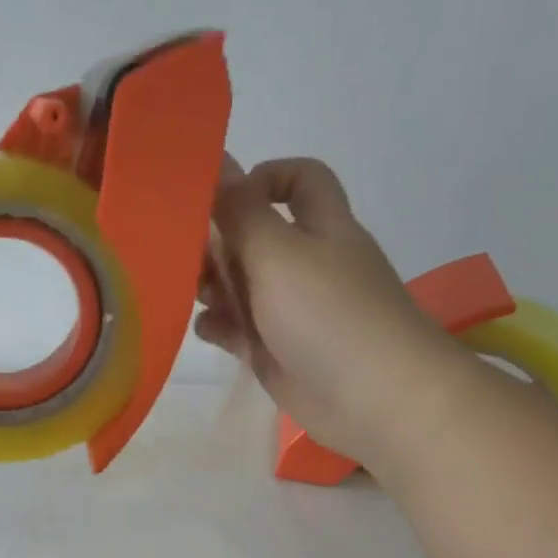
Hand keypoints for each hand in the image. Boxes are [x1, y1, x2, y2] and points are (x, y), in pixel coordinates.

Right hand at [196, 158, 470, 465]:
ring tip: (189, 292)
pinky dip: (219, 325)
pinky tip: (204, 329)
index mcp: (320, 227)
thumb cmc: (328, 313)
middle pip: (255, 234)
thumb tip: (218, 159)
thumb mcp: (278, 251)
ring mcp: (290, 310)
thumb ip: (240, 210)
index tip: (222, 199)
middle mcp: (306, 263)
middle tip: (184, 254)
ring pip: (241, 284)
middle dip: (218, 239)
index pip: (298, 180)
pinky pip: (238, 328)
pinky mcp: (276, 350)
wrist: (373, 398)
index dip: (262, 178)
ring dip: (211, 284)